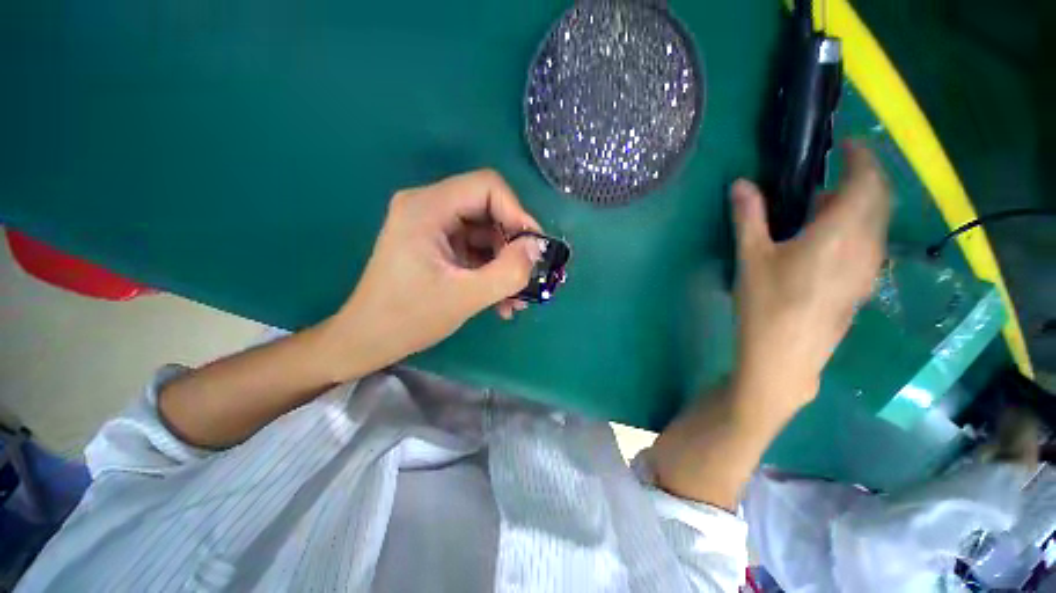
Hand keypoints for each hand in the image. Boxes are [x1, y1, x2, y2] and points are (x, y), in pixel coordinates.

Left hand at [322, 169, 542, 379]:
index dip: (517, 213)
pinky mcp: (437, 245)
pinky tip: (501, 300)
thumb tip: (537, 248)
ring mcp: (433, 226)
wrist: (368, 340)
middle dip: (513, 245)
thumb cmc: (408, 318)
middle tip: (528, 276)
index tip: (535, 248)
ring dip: (504, 264)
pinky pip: (475, 249)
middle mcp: (428, 207)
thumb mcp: (465, 297)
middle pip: (488, 210)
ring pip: (485, 233)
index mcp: (427, 208)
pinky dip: (491, 271)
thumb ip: (508, 272)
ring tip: (515, 299)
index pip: (487, 187)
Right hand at [730, 143, 889, 416]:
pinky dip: (857, 229)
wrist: (785, 357)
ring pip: (878, 223)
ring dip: (859, 205)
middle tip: (832, 175)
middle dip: (863, 178)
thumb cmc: (766, 304)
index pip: (867, 181)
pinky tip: (827, 242)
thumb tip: (742, 184)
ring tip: (822, 209)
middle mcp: (867, 246)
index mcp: (841, 233)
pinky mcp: (863, 287)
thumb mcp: (751, 258)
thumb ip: (750, 217)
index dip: (862, 157)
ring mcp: (870, 269)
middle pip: (880, 199)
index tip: (847, 145)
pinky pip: (870, 244)